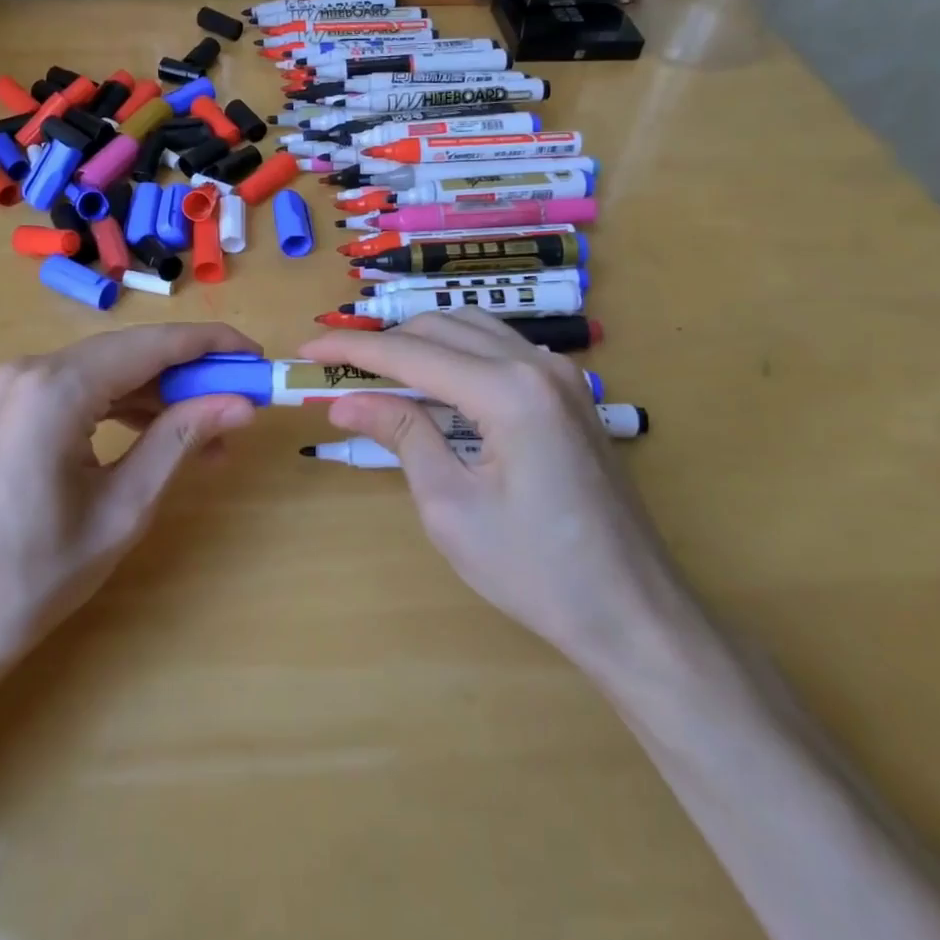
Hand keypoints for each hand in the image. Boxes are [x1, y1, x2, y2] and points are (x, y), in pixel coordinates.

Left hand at [0, 323, 257, 681]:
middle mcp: (31, 370)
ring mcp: (13, 388)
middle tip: (242, 401)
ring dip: (160, 395)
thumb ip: (181, 439)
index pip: (154, 344)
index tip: (258, 357)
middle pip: (131, 353)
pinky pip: (81, 391)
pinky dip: (124, 407)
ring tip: (210, 434)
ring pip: (108, 371)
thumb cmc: (37, 575)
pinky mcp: (9, 410)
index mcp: (57, 388)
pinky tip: (159, 436)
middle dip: (190, 374)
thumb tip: (242, 402)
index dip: (212, 345)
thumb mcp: (124, 507)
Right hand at [300, 312, 683, 667]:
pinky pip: (498, 352)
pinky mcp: (568, 394)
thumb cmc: (537, 571)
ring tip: (373, 374)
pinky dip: (455, 358)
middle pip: (441, 327)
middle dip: (384, 342)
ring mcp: (561, 376)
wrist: (633, 612)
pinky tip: (430, 388)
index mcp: (509, 391)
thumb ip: (401, 435)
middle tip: (335, 370)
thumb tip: (344, 402)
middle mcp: (538, 364)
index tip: (306, 352)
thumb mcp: (452, 506)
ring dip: (419, 345)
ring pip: (471, 331)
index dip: (352, 350)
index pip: (412, 352)